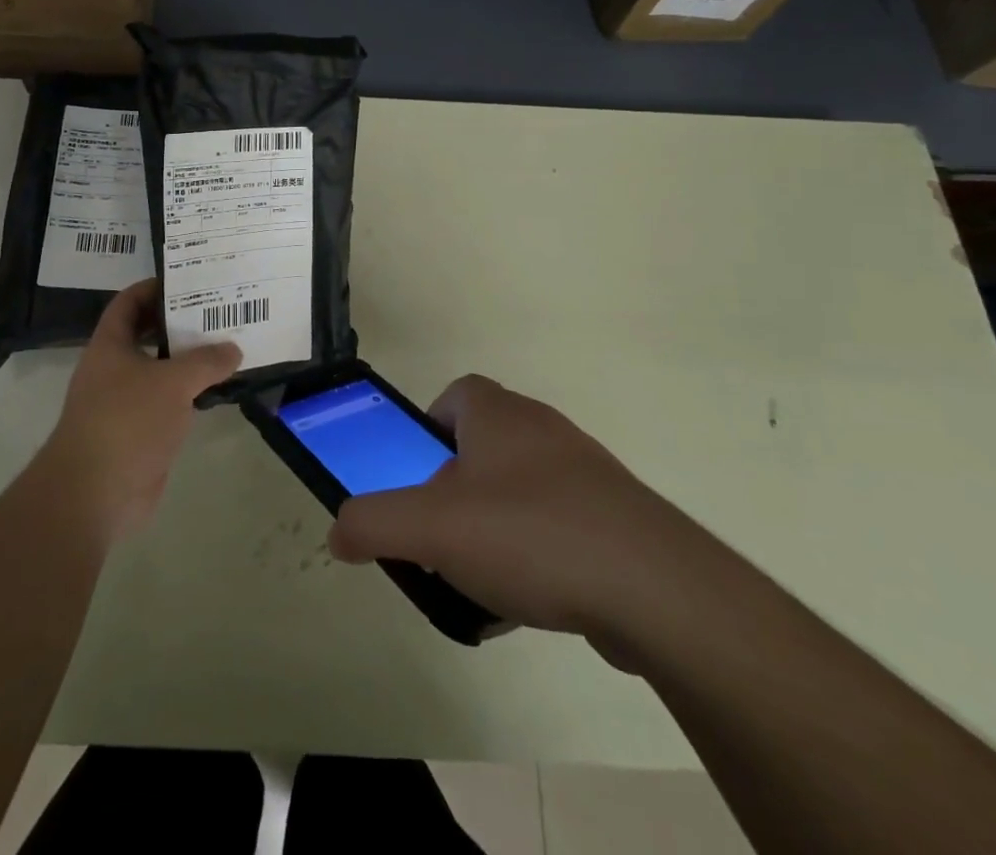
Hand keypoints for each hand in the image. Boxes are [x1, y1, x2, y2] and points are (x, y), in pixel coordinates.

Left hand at [40, 279, 241, 541]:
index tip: (188, 280)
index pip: (129, 302)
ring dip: (188, 360)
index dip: (154, 287)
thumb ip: (205, 361)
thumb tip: (233, 349)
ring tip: (227, 345)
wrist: (95, 493)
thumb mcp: (172, 382)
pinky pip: (169, 403)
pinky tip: (218, 389)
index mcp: (110, 345)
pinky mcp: (140, 432)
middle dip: (179, 323)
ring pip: (161, 370)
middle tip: (218, 311)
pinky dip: (190, 394)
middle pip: (147, 334)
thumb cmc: (127, 421)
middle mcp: (114, 368)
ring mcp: (125, 402)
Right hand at [328, 375, 702, 649]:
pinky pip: (560, 526)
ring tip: (482, 576)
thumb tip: (338, 532)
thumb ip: (372, 524)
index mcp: (499, 415)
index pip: (455, 396)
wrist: (657, 589)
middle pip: (484, 446)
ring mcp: (588, 473)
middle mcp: (543, 429)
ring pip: (522, 489)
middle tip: (442, 533)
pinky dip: (538, 554)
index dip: (428, 430)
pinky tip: (531, 600)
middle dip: (456, 487)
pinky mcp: (619, 518)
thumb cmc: (530, 534)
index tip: (418, 478)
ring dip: (496, 525)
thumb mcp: (431, 528)